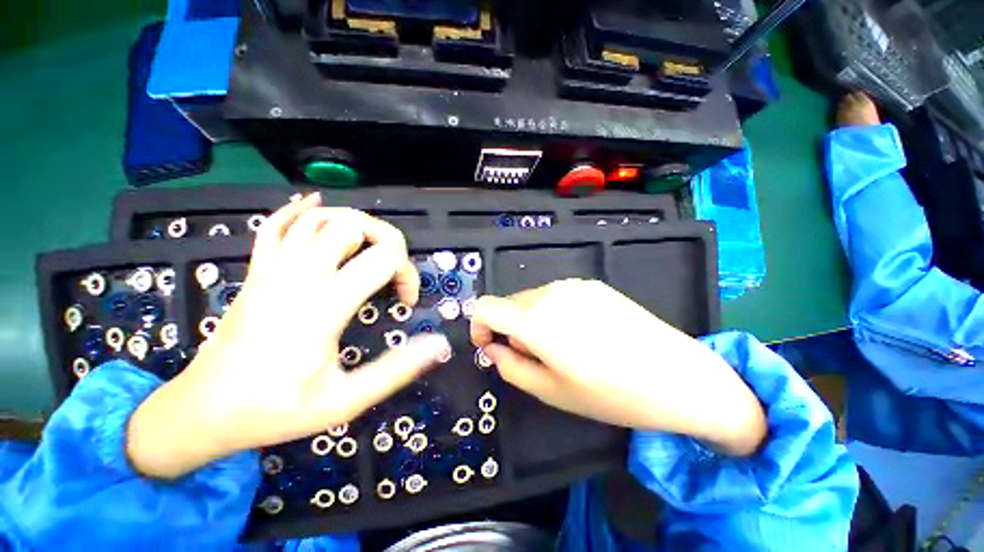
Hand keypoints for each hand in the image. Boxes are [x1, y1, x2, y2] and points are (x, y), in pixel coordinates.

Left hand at [127, 194, 450, 477]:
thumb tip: (438, 343)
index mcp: (324, 307)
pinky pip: (274, 225)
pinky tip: (315, 204)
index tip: (406, 299)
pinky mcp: (255, 272)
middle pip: (352, 226)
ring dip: (353, 223)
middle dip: (386, 239)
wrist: (202, 412)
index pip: (383, 258)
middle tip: (392, 269)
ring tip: (369, 247)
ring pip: (317, 218)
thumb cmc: (275, 410)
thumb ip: (395, 370)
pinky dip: (298, 209)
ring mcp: (272, 270)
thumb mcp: (344, 402)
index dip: (407, 271)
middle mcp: (299, 278)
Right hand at [470, 279, 765, 455]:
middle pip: (509, 303)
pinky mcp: (592, 284)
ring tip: (561, 346)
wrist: (679, 376)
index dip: (479, 326)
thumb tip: (493, 349)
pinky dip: (552, 311)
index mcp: (535, 320)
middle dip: (509, 328)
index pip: (485, 307)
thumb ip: (510, 367)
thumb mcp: (551, 392)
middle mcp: (550, 293)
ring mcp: (573, 284)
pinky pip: (556, 294)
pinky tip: (582, 332)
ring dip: (531, 320)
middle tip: (534, 356)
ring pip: (532, 298)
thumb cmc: (612, 394)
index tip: (490, 346)